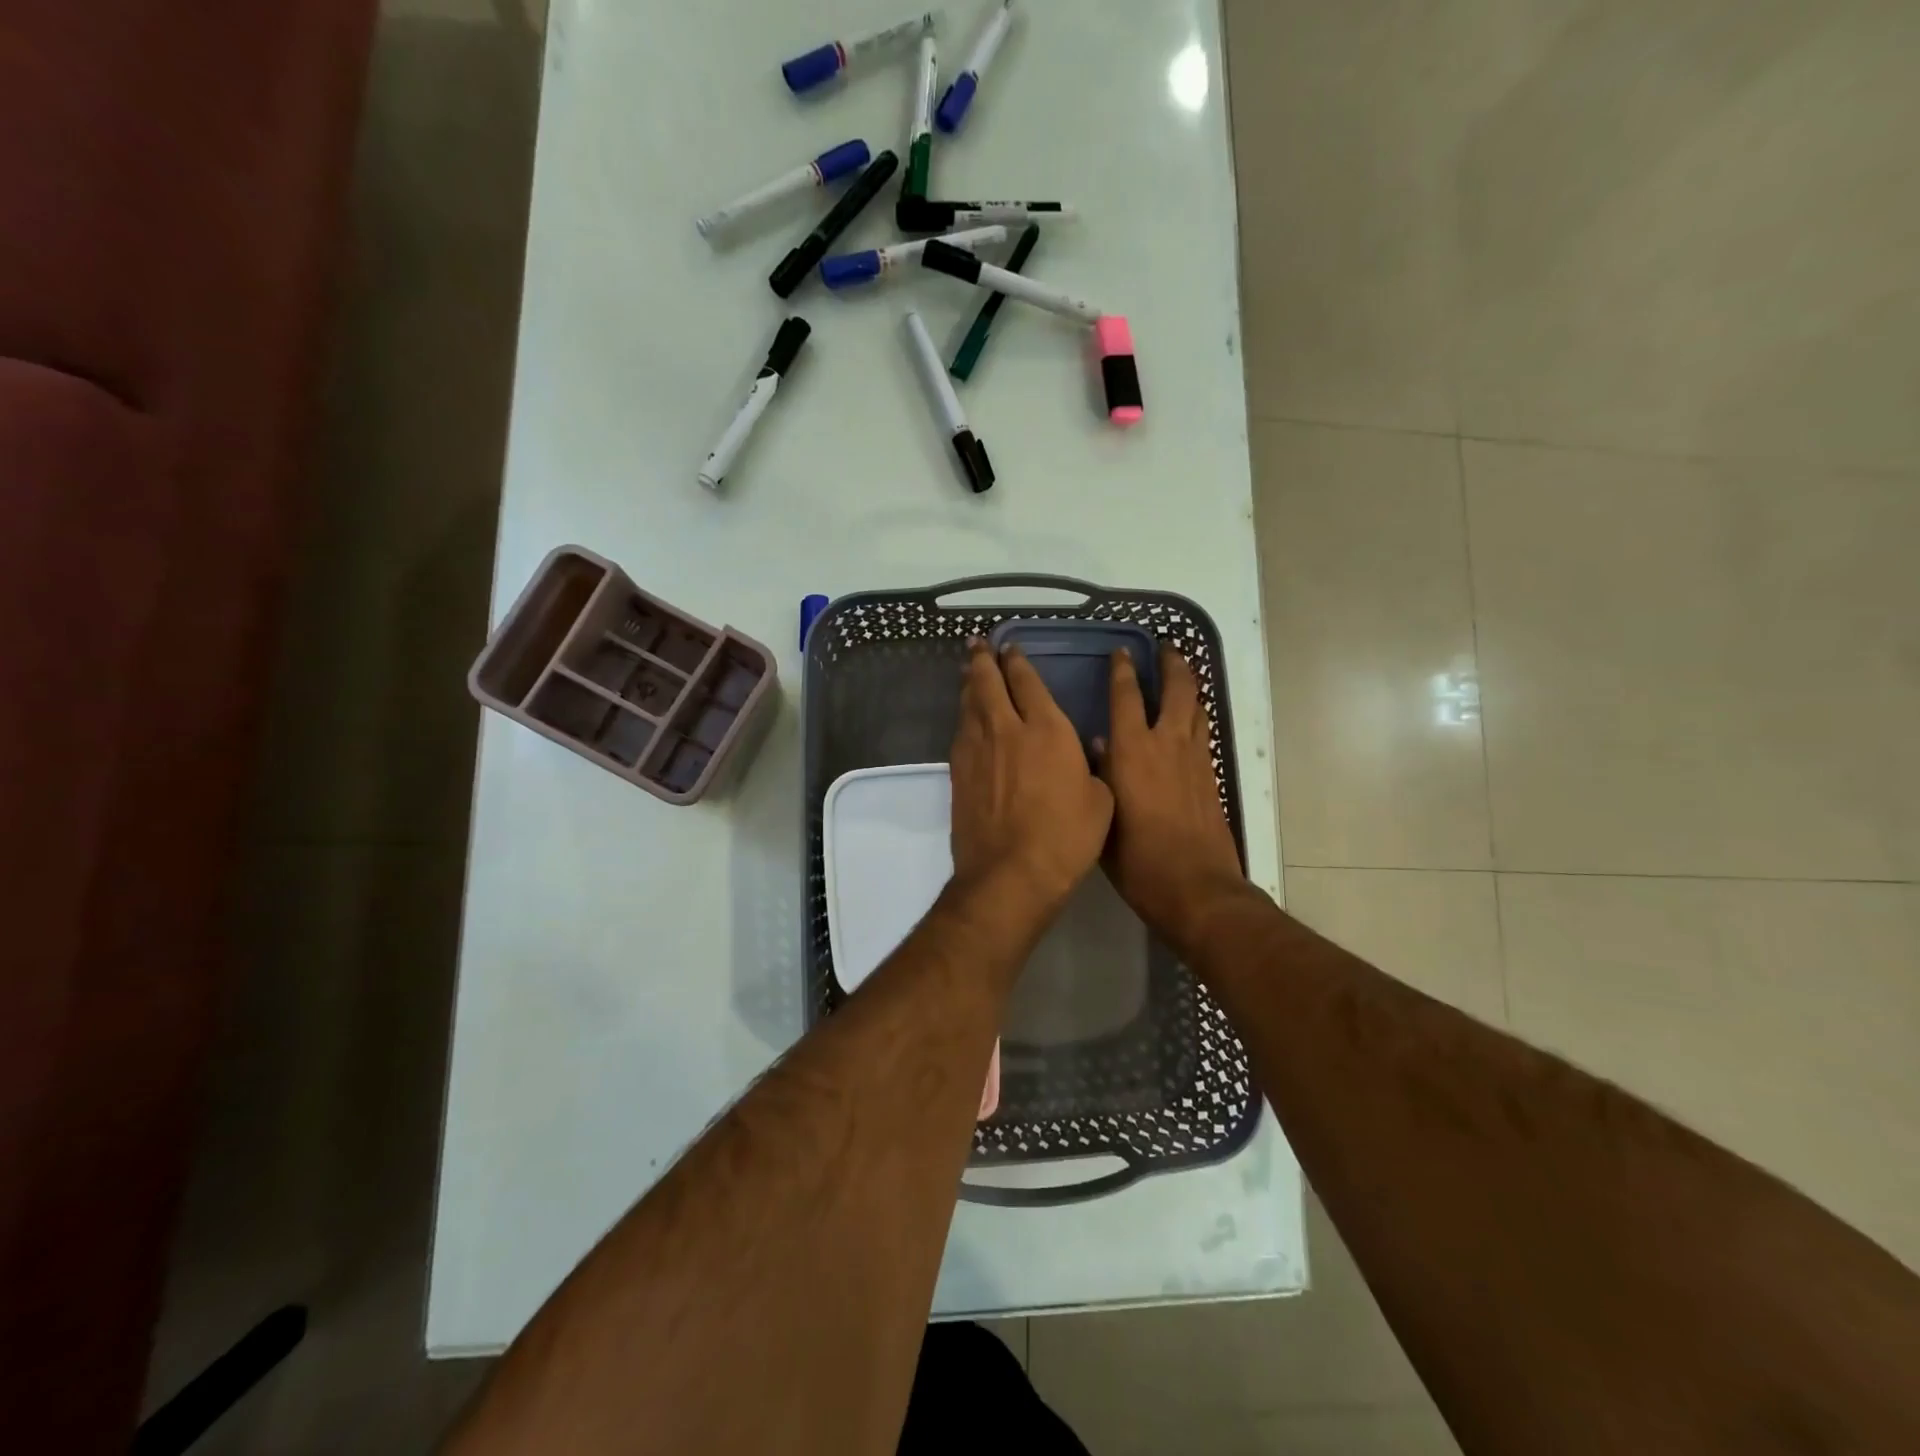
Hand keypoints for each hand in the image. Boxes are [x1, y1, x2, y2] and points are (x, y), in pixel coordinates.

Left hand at [949, 640, 1113, 930]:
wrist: (1010, 874)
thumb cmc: (1066, 837)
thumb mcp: (1100, 800)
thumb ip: (1091, 769)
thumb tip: (1084, 755)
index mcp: (1046, 729)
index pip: (1027, 682)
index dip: (1018, 662)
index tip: (1010, 648)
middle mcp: (1006, 730)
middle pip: (989, 684)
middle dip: (983, 661)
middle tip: (978, 645)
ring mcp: (977, 751)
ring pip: (969, 705)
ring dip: (969, 684)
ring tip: (969, 672)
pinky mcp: (958, 774)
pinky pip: (960, 733)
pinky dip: (964, 718)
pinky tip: (966, 718)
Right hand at [1096, 646, 1250, 954]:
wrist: (1195, 887)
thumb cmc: (1137, 859)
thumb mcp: (1104, 817)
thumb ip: (1101, 776)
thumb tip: (1100, 745)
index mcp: (1132, 751)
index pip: (1126, 697)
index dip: (1123, 671)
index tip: (1122, 652)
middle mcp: (1166, 744)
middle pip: (1176, 690)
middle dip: (1172, 664)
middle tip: (1166, 648)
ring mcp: (1194, 759)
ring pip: (1196, 708)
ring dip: (1190, 686)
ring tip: (1182, 672)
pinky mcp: (1211, 776)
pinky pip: (1203, 733)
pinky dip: (1197, 717)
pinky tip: (1190, 720)